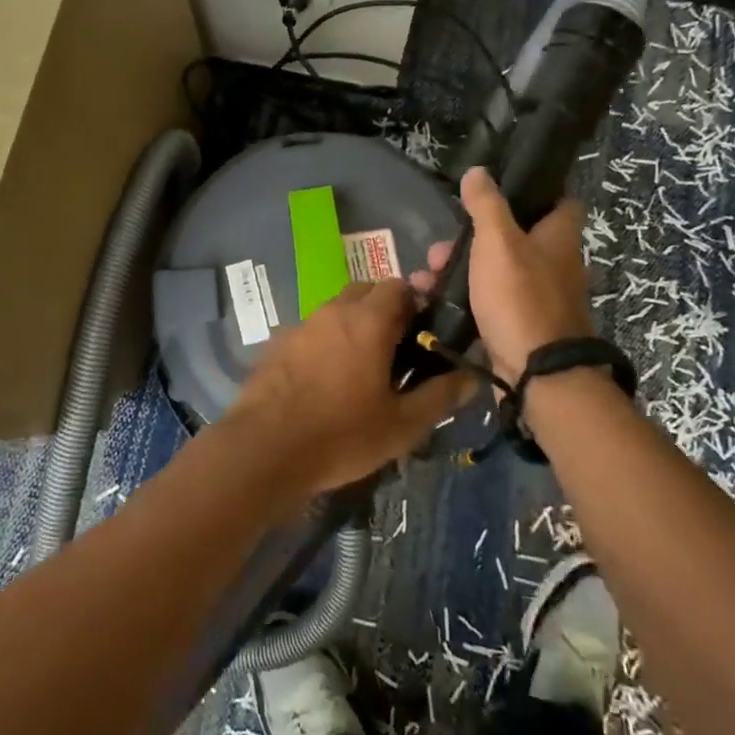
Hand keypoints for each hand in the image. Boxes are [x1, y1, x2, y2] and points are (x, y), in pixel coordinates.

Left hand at [228, 279, 469, 496]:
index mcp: (368, 320)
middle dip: (385, 310)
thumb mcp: (402, 424)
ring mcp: (301, 325)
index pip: (399, 285)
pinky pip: (313, 331)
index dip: (416, 303)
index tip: (424, 333)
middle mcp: (333, 310)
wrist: (264, 450)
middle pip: (366, 291)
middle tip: (397, 350)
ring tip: (363, 368)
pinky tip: (327, 379)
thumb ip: (440, 395)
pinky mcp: (278, 343)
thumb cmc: (341, 435)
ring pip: (337, 309)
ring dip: (354, 325)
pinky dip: (327, 342)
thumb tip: (470, 376)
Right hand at [412, 167, 592, 384]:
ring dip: (460, 270)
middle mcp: (556, 265)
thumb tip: (479, 171)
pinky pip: (489, 302)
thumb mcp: (498, 241)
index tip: (499, 191)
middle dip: (472, 239)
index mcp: (559, 238)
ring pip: (496, 272)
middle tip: (441, 247)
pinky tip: (433, 301)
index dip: (535, 193)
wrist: (537, 375)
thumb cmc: (520, 297)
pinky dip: (464, 299)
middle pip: (514, 238)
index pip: (561, 202)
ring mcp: (539, 299)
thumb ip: (486, 204)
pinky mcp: (521, 327)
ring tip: (427, 277)